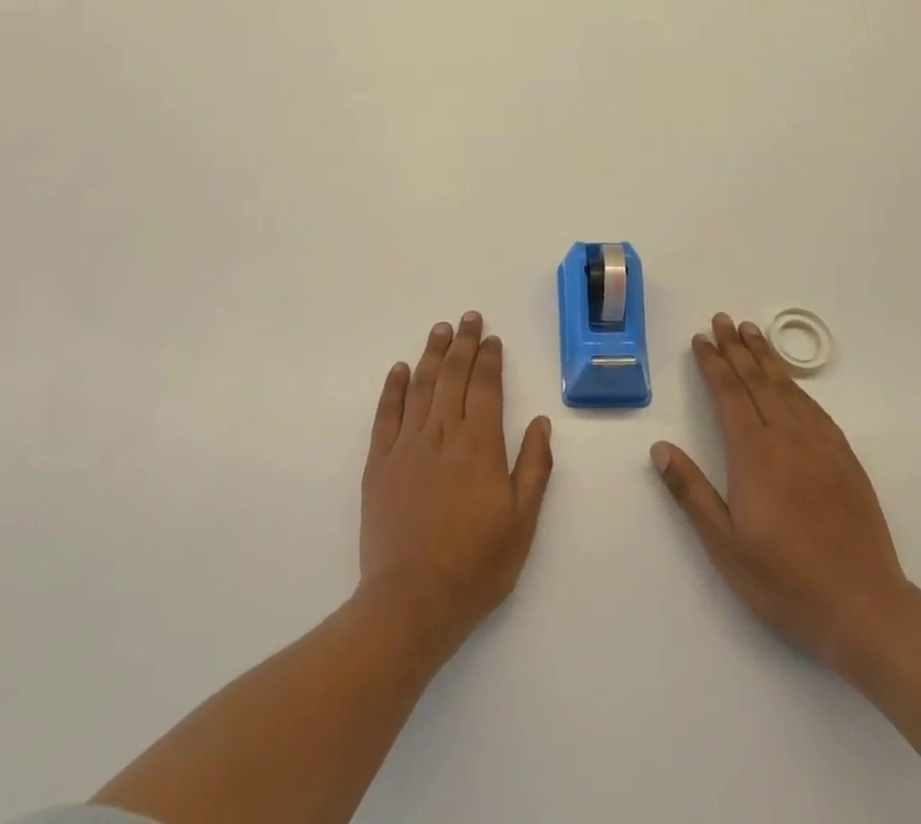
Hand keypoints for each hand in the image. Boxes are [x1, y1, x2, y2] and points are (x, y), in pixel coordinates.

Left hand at [360, 312, 553, 659]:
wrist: (411, 602)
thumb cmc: (475, 565)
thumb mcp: (521, 523)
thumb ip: (533, 468)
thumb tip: (540, 423)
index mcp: (479, 446)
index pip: (485, 387)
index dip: (489, 359)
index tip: (491, 338)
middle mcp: (442, 434)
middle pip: (453, 376)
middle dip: (462, 344)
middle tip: (467, 318)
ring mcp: (407, 446)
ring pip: (421, 387)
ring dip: (432, 355)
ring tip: (440, 330)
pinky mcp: (379, 464)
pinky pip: (386, 414)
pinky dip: (393, 388)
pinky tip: (400, 369)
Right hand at [651, 314, 913, 678]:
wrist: (865, 609)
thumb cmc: (785, 580)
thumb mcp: (724, 545)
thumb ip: (691, 492)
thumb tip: (660, 448)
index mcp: (753, 453)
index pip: (728, 393)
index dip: (713, 363)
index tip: (701, 339)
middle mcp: (787, 438)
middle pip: (757, 380)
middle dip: (737, 347)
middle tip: (723, 319)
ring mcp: (820, 446)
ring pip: (787, 388)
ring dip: (766, 357)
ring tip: (752, 332)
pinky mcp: (845, 460)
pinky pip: (815, 409)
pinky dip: (797, 386)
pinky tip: (791, 382)